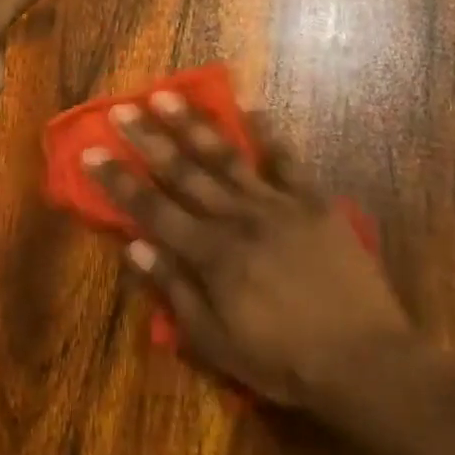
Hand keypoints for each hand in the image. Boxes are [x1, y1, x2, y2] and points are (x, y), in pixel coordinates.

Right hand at [87, 92, 410, 408]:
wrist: (362, 358)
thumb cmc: (284, 361)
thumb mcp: (218, 345)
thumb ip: (175, 292)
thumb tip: (134, 249)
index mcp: (211, 255)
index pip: (152, 210)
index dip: (119, 181)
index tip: (92, 151)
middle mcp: (237, 218)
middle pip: (184, 172)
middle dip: (149, 139)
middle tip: (122, 108)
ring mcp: (276, 203)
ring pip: (226, 156)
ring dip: (194, 124)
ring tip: (168, 94)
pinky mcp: (311, 199)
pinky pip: (285, 158)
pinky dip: (267, 130)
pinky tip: (250, 103)